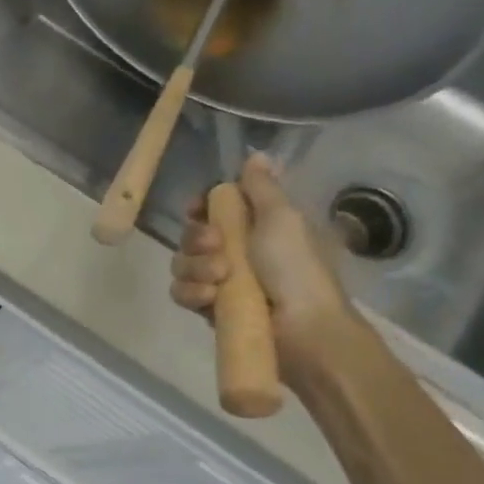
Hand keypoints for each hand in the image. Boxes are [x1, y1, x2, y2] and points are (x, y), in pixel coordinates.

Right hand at [170, 156, 358, 385]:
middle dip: (197, 238)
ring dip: (195, 267)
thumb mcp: (283, 219)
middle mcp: (235, 251)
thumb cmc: (297, 269)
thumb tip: (256, 154)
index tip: (197, 209)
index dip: (201, 207)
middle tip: (217, 246)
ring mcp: (221, 281)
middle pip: (192, 234)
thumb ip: (262, 188)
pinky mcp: (209, 308)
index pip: (214, 208)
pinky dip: (191, 292)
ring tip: (219, 279)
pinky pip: (181, 292)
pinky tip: (209, 297)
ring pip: (183, 263)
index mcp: (257, 226)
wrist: (303, 330)